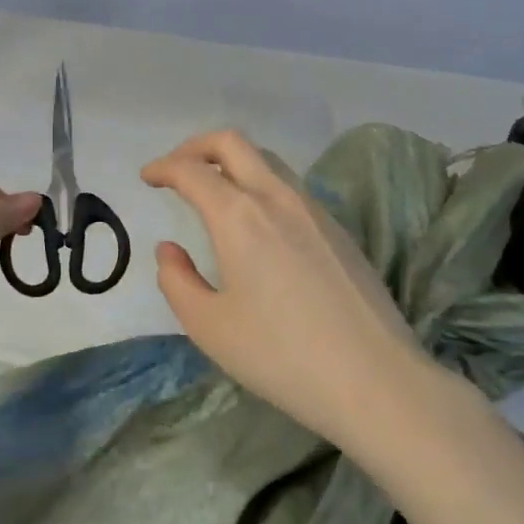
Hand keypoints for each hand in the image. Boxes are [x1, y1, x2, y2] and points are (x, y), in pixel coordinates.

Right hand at [141, 129, 433, 445]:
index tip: (148, 177)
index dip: (163, 168)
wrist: (375, 379)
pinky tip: (258, 225)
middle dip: (197, 146)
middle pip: (233, 143)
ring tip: (214, 192)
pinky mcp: (339, 231)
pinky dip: (261, 186)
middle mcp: (277, 198)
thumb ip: (177, 281)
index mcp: (239, 216)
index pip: (192, 171)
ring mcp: (314, 211)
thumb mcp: (209, 326)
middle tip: (177, 169)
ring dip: (233, 164)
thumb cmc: (280, 355)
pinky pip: (290, 188)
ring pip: (267, 162)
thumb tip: (169, 250)